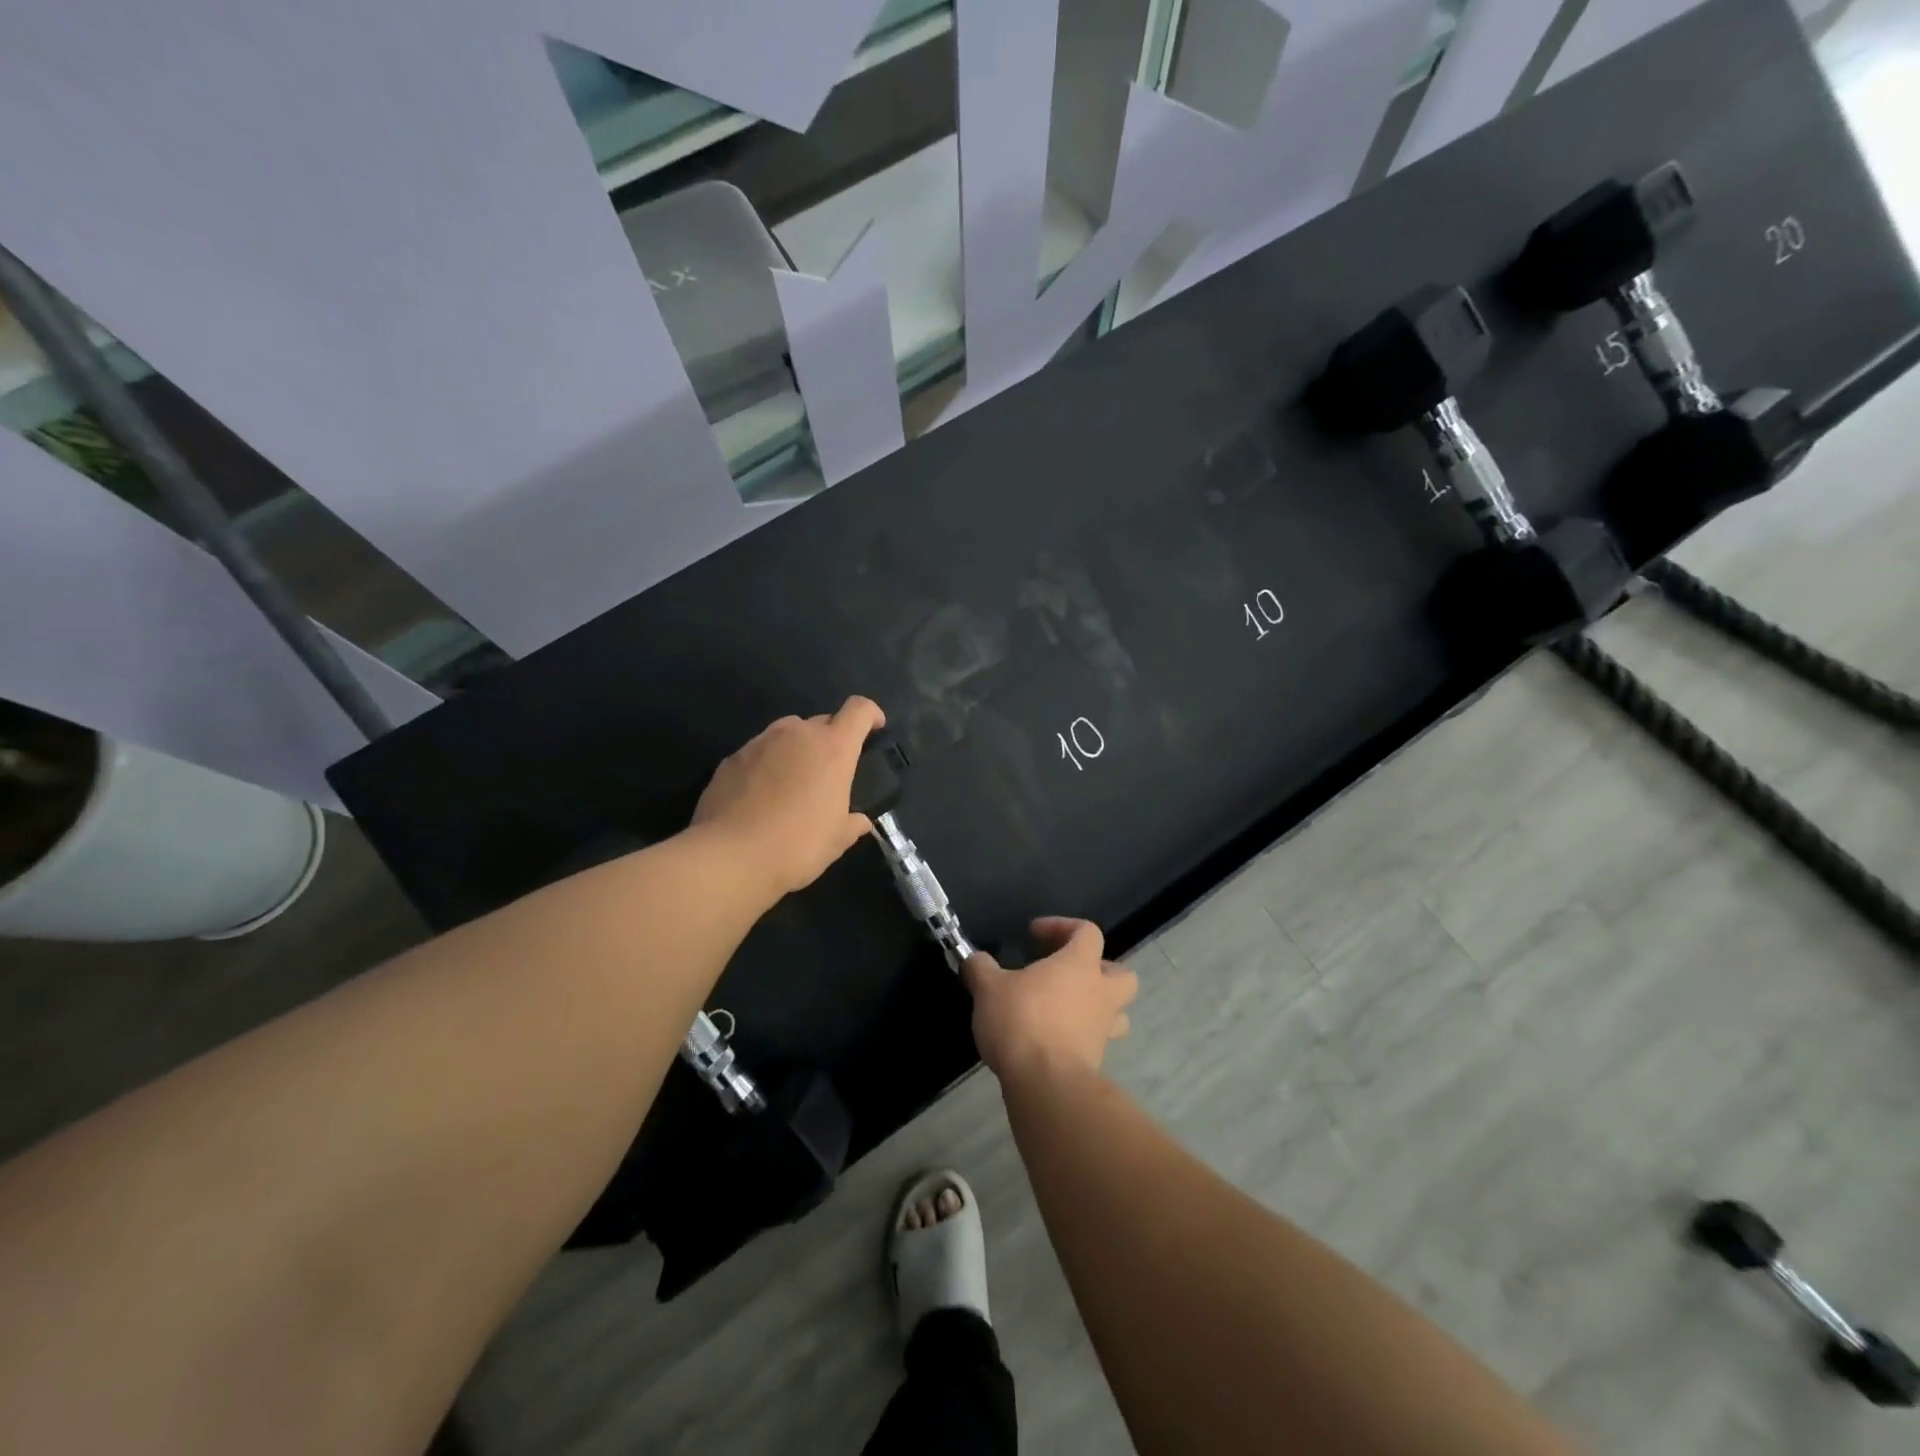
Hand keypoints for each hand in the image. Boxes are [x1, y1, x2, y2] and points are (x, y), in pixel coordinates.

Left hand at [692, 697, 885, 897]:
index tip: (875, 727)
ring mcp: (760, 742)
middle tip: (829, 773)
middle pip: (822, 722)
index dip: (870, 714)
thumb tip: (860, 822)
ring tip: (793, 784)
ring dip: (796, 751)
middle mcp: (797, 735)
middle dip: (830, 740)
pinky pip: (759, 753)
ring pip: (787, 735)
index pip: (859, 710)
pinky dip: (767, 766)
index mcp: (833, 748)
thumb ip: (852, 824)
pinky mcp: (732, 758)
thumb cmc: (797, 845)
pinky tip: (761, 797)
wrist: (729, 857)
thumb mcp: (836, 840)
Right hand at [962, 918, 1138, 1084]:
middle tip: (1070, 974)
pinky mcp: (1097, 1061)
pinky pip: (1098, 1042)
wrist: (1045, 1083)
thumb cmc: (1022, 1021)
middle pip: (1123, 975)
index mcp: (1079, 965)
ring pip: (1118, 1013)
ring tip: (1069, 1010)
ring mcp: (1103, 1030)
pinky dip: (1082, 1038)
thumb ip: (980, 968)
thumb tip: (973, 959)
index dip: (1063, 926)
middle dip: (1102, 970)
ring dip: (1100, 1007)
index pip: (1087, 931)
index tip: (1035, 934)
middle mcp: (1100, 993)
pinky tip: (1055, 1040)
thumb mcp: (989, 988)